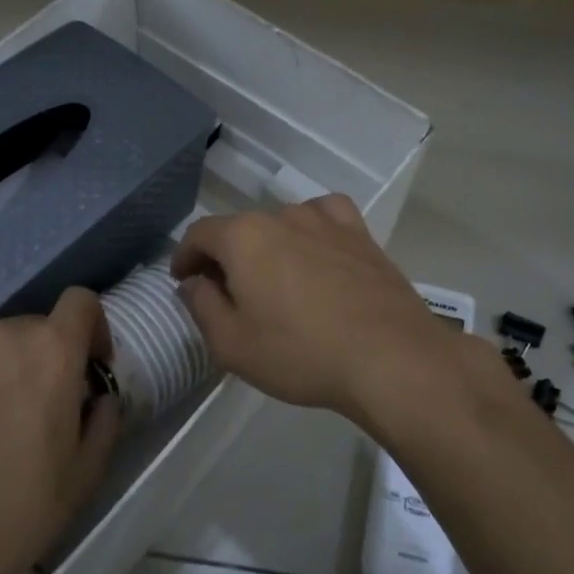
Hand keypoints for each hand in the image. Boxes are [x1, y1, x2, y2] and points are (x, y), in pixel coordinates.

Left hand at [0, 288, 121, 573]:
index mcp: (51, 351)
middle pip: (32, 328)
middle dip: (43, 359)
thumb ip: (105, 421)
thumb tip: (100, 399)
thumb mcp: (85, 474)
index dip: (92, 327)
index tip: (90, 366)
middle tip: (37, 410)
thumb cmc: (18, 508)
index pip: (80, 302)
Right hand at [171, 196, 473, 425]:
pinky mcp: (361, 235)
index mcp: (243, 237)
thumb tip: (193, 282)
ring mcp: (326, 221)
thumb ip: (202, 305)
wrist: (390, 357)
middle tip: (226, 293)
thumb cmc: (300, 353)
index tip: (183, 281)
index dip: (185, 257)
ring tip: (274, 279)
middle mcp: (282, 216)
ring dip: (268, 246)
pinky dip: (312, 230)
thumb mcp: (232, 343)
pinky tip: (317, 251)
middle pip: (240, 229)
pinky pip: (326, 218)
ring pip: (282, 224)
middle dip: (226, 257)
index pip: (199, 234)